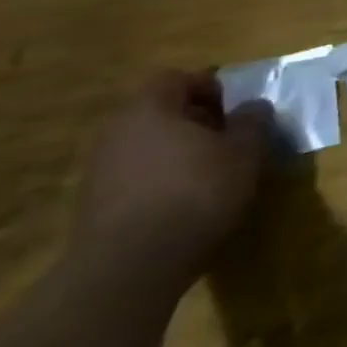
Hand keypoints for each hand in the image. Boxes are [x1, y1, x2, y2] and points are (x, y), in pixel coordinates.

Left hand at [72, 70, 271, 296]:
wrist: (129, 268)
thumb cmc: (195, 192)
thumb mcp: (245, 152)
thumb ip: (252, 122)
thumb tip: (254, 106)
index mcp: (148, 109)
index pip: (175, 77)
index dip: (209, 87)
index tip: (234, 109)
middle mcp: (115, 132)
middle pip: (157, 111)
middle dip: (194, 120)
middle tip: (227, 138)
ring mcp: (98, 170)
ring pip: (145, 145)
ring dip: (177, 151)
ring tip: (210, 172)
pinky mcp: (92, 206)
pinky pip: (134, 176)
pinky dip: (159, 180)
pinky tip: (184, 202)